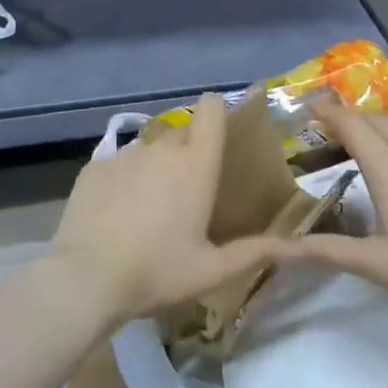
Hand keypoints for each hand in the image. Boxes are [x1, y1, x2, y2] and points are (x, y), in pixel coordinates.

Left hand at [49, 95, 274, 329]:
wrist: (86, 279)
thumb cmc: (157, 272)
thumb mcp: (212, 270)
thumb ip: (257, 252)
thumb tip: (302, 248)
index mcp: (196, 165)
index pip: (211, 109)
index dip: (217, 112)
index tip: (220, 135)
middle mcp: (161, 148)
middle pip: (182, 132)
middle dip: (188, 153)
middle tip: (187, 193)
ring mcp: (124, 154)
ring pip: (148, 149)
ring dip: (154, 167)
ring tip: (148, 208)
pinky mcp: (93, 167)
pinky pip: (117, 163)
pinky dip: (123, 180)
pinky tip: (116, 213)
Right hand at [290, 98, 387, 316]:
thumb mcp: (373, 263)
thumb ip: (325, 251)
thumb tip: (278, 250)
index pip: (351, 124)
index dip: (328, 112)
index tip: (309, 108)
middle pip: (377, 120)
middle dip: (351, 118)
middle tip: (331, 130)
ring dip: (379, 131)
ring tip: (366, 151)